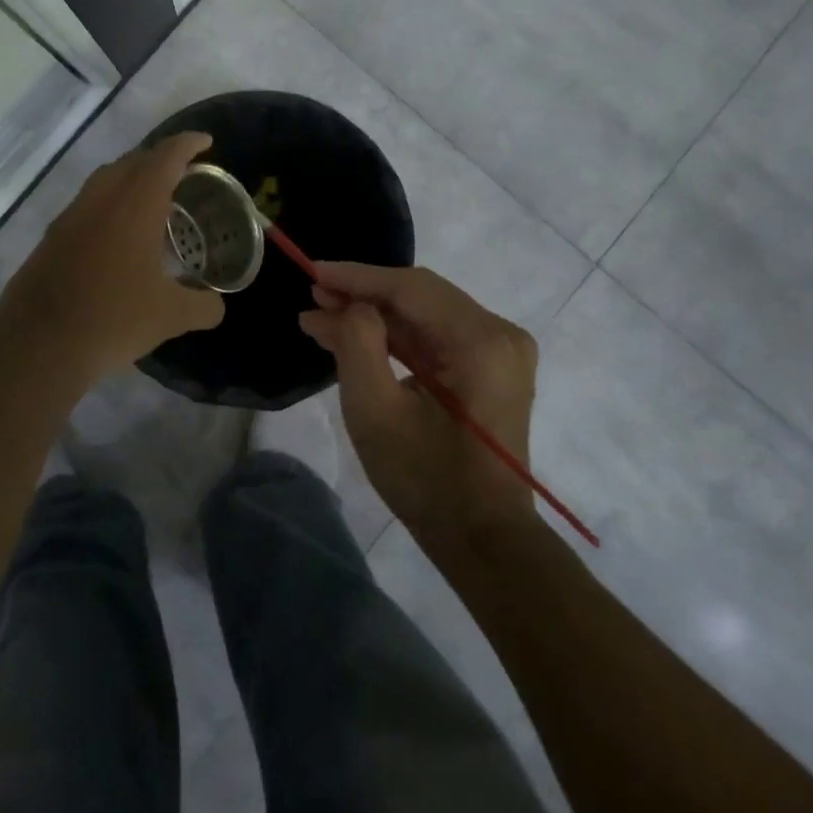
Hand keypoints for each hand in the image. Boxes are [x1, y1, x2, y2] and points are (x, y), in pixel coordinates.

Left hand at [0, 132, 225, 382]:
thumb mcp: (170, 316)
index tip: (206, 142)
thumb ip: (203, 306)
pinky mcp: (52, 236)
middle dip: (160, 158)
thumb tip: (217, 306)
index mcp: (135, 205)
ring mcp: (71, 216)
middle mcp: (101, 199)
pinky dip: (109, 203)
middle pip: (133, 160)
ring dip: (131, 178)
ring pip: (105, 179)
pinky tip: (118, 235)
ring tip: (152, 199)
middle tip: (183, 172)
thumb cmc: (113, 319)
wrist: (39, 344)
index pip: (165, 157)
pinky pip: (87, 203)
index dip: (187, 144)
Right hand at [300, 264, 537, 539]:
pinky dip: (396, 335)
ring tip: (323, 315)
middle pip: (420, 295)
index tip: (313, 271)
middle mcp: (499, 333)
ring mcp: (499, 350)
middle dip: (363, 293)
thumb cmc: (427, 480)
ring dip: (375, 314)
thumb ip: (357, 344)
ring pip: (425, 313)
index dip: (358, 277)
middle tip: (313, 295)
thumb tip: (352, 305)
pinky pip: (436, 336)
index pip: (411, 288)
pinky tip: (354, 334)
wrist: (484, 540)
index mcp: (481, 341)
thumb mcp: (376, 412)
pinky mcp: (490, 367)